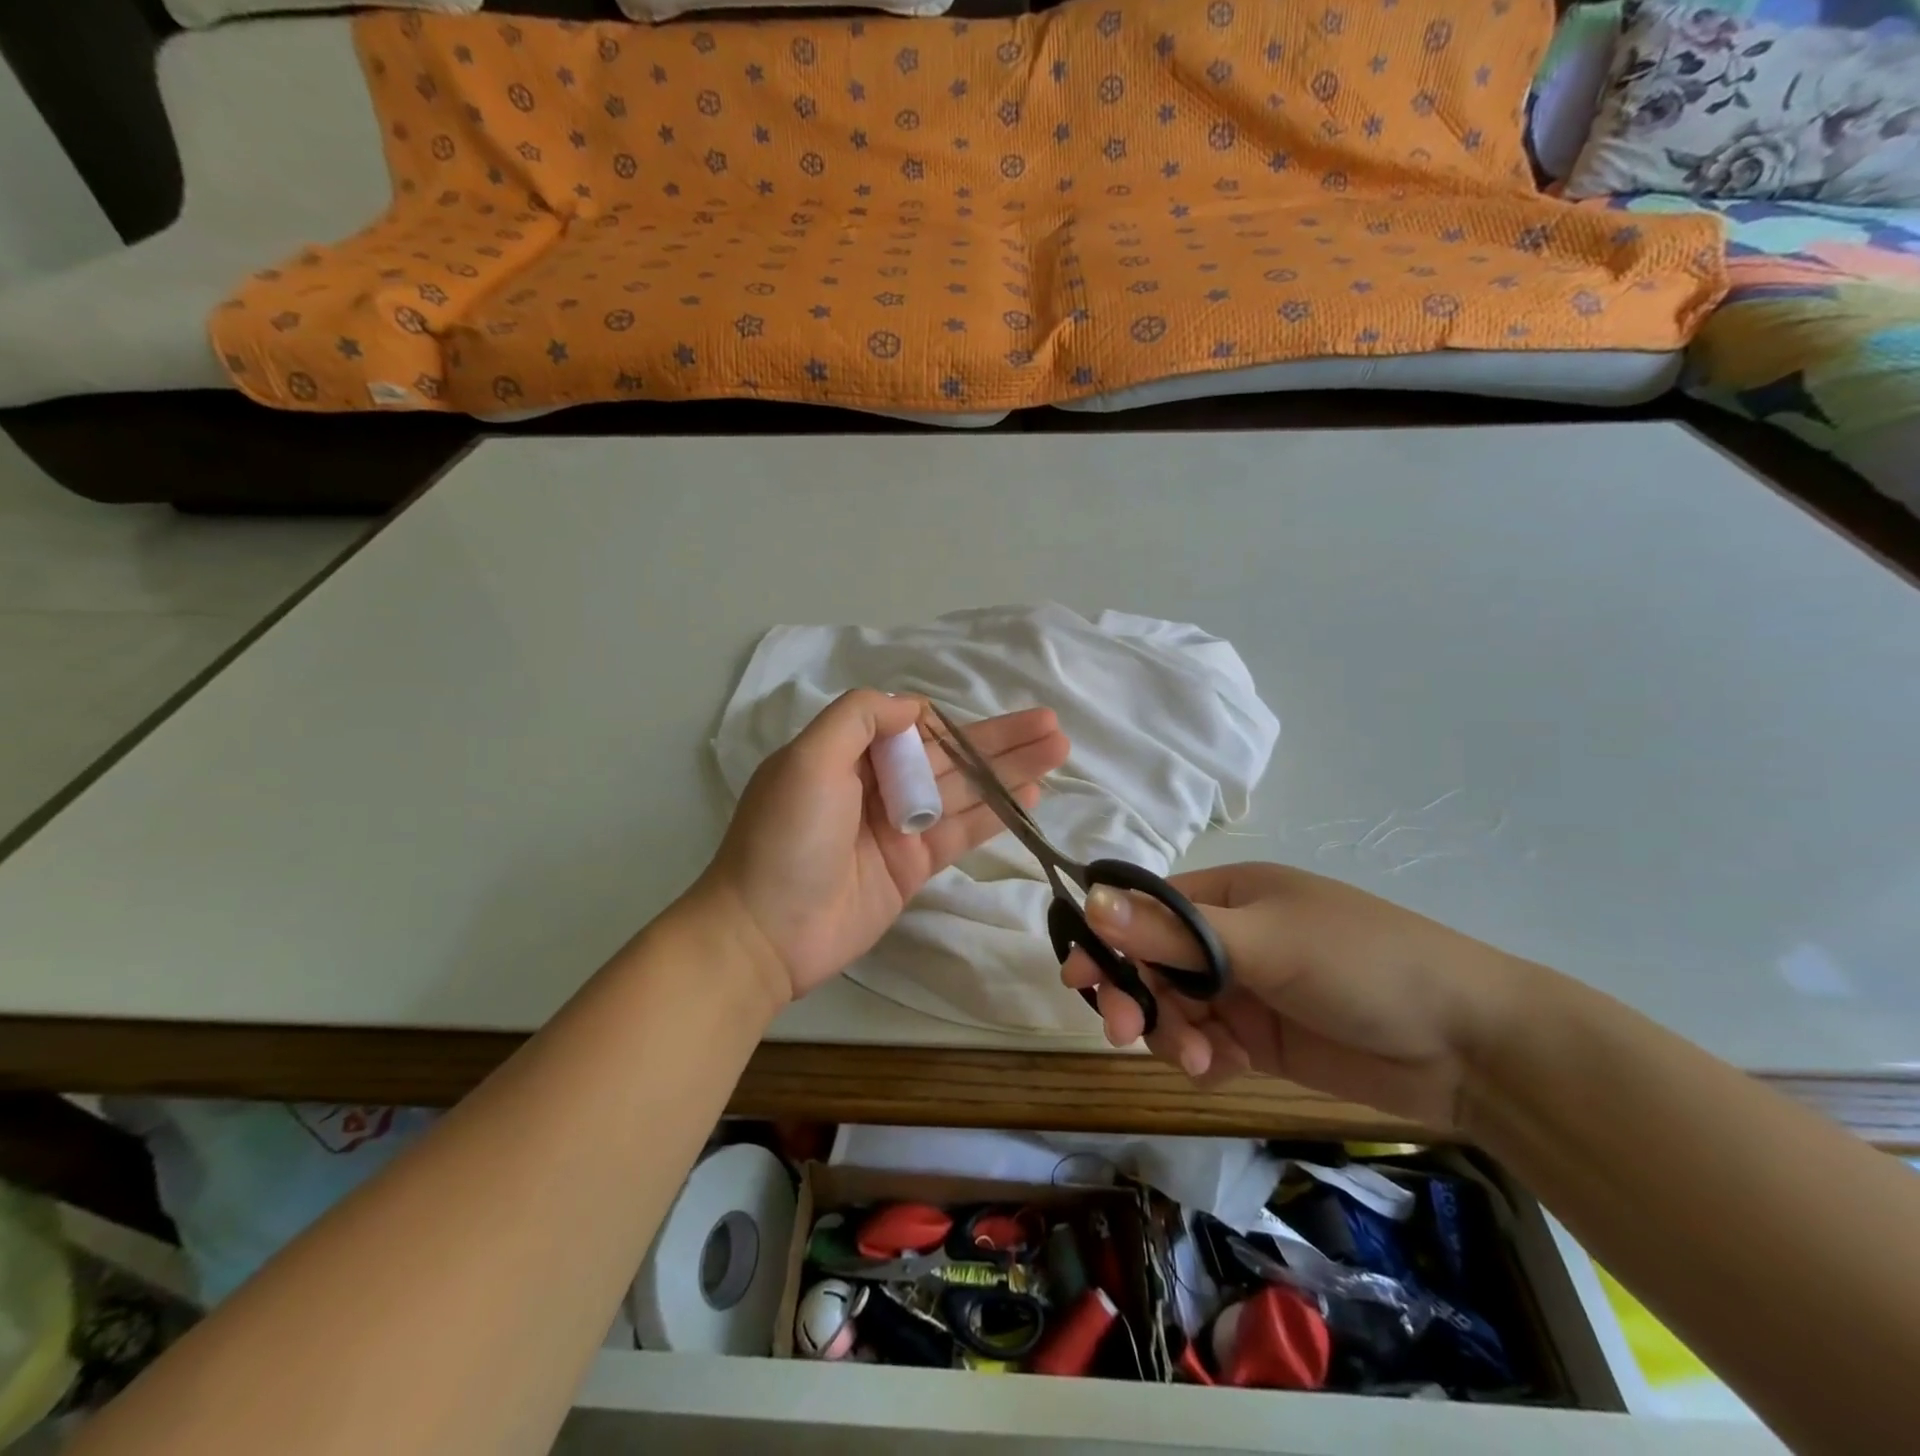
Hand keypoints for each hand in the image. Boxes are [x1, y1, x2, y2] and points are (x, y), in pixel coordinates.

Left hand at [699, 689, 1070, 1003]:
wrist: (765, 934)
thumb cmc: (785, 838)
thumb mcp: (807, 760)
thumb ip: (858, 719)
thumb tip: (914, 707)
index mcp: (846, 754)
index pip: (911, 727)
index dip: (952, 721)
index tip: (985, 721)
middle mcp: (876, 785)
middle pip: (948, 756)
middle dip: (999, 740)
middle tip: (1051, 725)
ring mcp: (898, 827)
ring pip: (964, 790)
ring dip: (1010, 771)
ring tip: (1057, 749)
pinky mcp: (913, 866)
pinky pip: (961, 831)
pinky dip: (995, 813)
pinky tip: (1032, 795)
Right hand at [1060, 863, 1527, 1131]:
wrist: (1470, 1046)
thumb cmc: (1363, 964)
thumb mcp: (1265, 942)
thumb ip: (1174, 931)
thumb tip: (1091, 898)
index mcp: (1227, 896)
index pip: (1145, 910)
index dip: (1109, 939)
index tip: (1080, 979)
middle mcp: (1228, 938)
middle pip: (1152, 963)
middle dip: (1138, 997)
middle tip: (1127, 1034)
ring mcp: (1245, 991)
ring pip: (1174, 1010)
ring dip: (1174, 1036)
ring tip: (1206, 1062)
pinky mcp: (1261, 1040)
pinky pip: (1206, 1047)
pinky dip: (1204, 1062)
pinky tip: (1227, 1073)